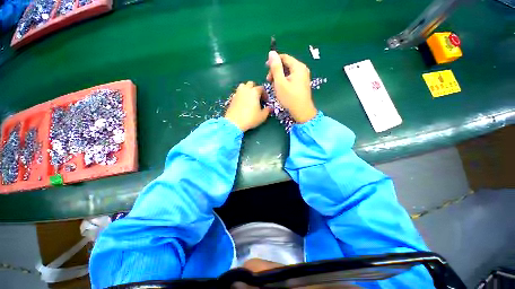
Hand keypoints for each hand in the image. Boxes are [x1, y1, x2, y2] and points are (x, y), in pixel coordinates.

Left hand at [225, 81, 270, 131]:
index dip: (265, 94)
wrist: (234, 122)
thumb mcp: (262, 116)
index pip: (261, 88)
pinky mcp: (232, 98)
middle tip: (258, 97)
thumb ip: (267, 110)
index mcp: (254, 92)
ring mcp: (238, 93)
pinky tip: (243, 102)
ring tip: (249, 98)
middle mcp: (246, 89)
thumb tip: (270, 108)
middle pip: (251, 84)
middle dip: (255, 89)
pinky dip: (241, 95)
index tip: (265, 101)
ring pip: (243, 86)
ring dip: (247, 89)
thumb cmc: (250, 118)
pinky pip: (238, 92)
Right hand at [267, 51, 316, 122]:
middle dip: (276, 71)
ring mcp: (303, 77)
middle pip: (286, 65)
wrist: (302, 112)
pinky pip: (291, 79)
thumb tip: (272, 52)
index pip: (284, 57)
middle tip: (269, 81)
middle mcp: (302, 69)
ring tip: (275, 87)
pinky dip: (284, 82)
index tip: (266, 69)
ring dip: (279, 78)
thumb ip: (276, 67)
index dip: (274, 61)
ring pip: (288, 73)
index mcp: (298, 67)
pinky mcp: (302, 84)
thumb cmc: (290, 98)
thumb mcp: (280, 82)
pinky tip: (281, 90)